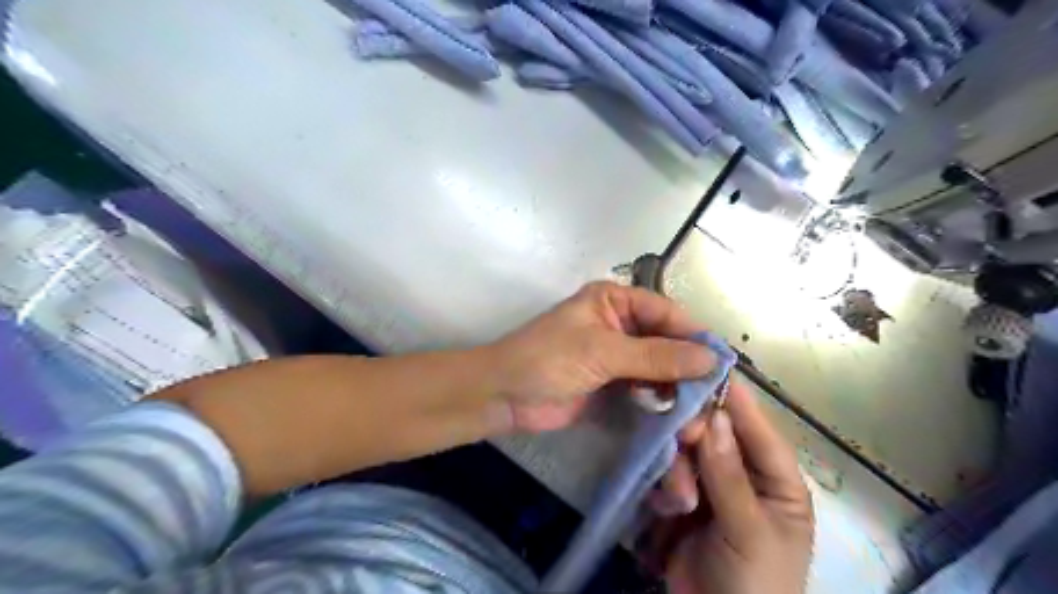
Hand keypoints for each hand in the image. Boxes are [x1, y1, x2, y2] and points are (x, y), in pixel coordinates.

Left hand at [488, 280, 709, 434]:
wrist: (504, 395)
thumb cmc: (547, 359)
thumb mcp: (602, 352)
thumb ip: (655, 356)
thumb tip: (711, 358)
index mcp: (614, 300)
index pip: (666, 312)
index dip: (694, 335)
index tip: (723, 362)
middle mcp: (619, 323)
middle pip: (665, 340)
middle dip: (687, 365)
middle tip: (714, 395)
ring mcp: (616, 355)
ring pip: (658, 366)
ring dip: (677, 386)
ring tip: (698, 411)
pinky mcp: (611, 383)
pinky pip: (645, 387)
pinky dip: (661, 399)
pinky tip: (676, 415)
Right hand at [641, 381, 812, 592]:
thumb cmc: (755, 584)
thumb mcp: (748, 532)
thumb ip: (728, 474)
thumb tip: (714, 417)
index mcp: (777, 481)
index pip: (759, 429)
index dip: (735, 400)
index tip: (705, 369)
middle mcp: (745, 475)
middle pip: (717, 435)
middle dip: (695, 438)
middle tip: (678, 439)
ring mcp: (711, 487)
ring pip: (688, 453)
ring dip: (677, 469)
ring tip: (677, 500)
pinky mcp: (683, 499)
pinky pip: (670, 474)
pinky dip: (665, 484)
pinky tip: (665, 506)